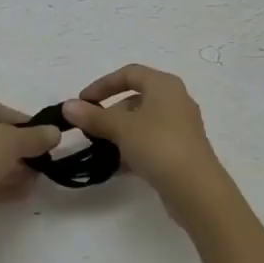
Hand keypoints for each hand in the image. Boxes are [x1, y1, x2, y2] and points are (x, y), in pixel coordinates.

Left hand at [0, 93, 59, 260]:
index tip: (45, 142)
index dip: (27, 126)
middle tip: (40, 165)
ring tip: (34, 182)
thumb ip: (36, 136)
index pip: (3, 111)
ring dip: (11, 169)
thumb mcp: (13, 141)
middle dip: (19, 151)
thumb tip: (55, 132)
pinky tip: (20, 194)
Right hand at [62, 65, 229, 220]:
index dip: (103, 84)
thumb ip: (93, 116)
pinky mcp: (180, 151)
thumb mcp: (121, 128)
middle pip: (135, 98)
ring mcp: (180, 127)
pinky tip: (115, 165)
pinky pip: (150, 142)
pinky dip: (132, 148)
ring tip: (99, 148)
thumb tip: (67, 106)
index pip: (129, 73)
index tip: (82, 101)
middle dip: (109, 112)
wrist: (196, 189)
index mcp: (164, 85)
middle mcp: (175, 100)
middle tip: (90, 128)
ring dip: (119, 132)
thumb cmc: (158, 145)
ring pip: (142, 122)